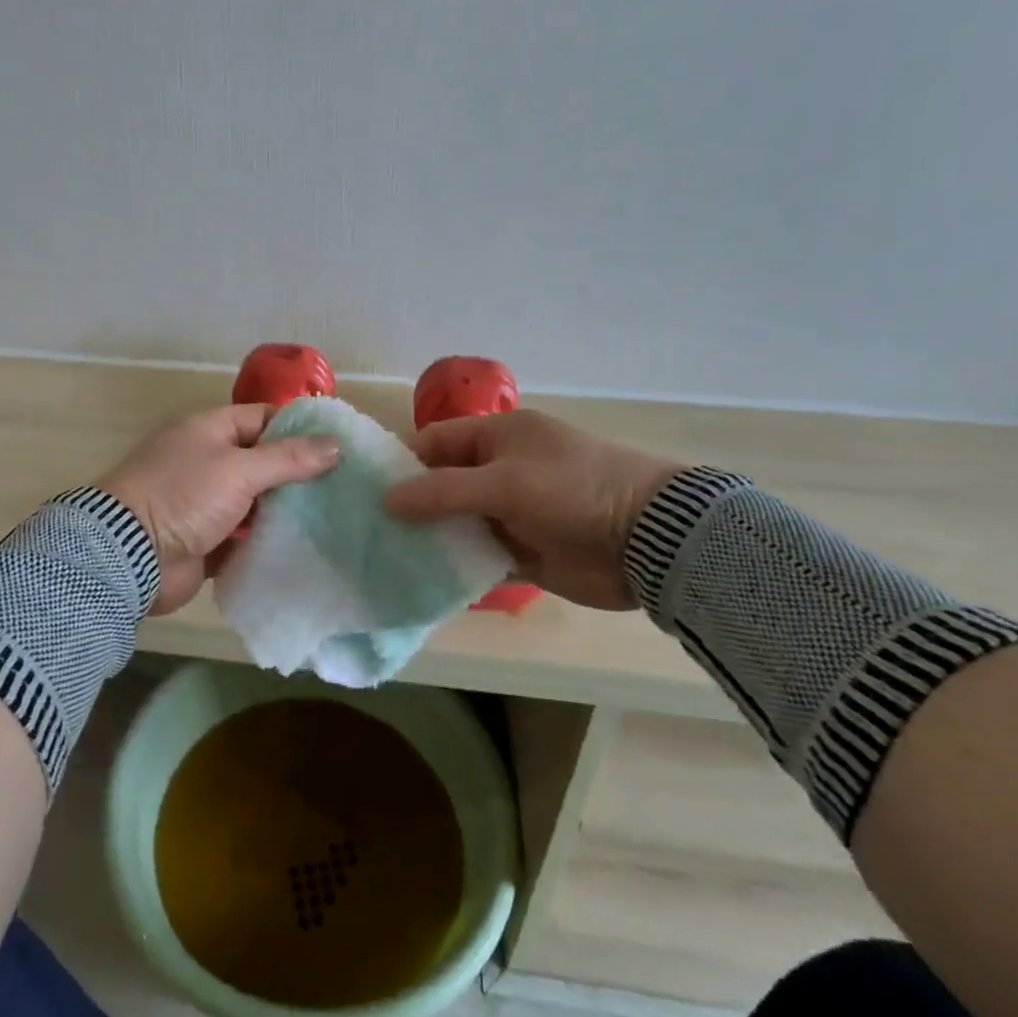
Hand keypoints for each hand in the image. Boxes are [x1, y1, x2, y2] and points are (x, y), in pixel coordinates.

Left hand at [98, 405, 341, 614]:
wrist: (128, 555)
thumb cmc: (183, 496)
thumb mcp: (239, 469)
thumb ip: (288, 459)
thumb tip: (336, 444)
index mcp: (209, 430)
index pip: (263, 418)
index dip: (299, 428)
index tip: (338, 446)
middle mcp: (207, 461)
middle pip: (262, 462)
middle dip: (298, 474)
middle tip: (343, 487)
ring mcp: (204, 502)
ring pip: (255, 501)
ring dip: (285, 510)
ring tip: (333, 518)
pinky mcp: (204, 540)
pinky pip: (243, 537)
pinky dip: (266, 541)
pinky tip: (303, 546)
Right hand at [382, 410, 685, 609]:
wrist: (651, 541)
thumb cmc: (573, 492)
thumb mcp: (505, 482)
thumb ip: (442, 491)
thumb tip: (385, 500)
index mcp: (499, 436)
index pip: (436, 442)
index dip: (402, 463)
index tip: (366, 491)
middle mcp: (501, 470)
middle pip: (441, 485)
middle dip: (410, 506)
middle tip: (366, 530)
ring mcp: (512, 513)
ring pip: (456, 522)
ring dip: (429, 538)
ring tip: (384, 558)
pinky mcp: (523, 551)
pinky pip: (477, 555)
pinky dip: (455, 565)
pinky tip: (422, 580)